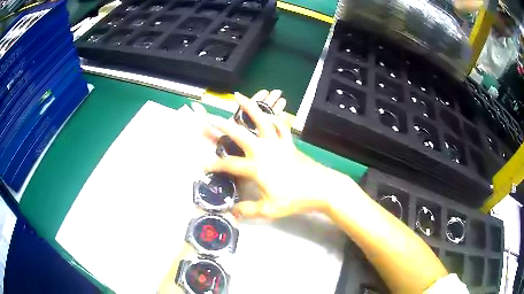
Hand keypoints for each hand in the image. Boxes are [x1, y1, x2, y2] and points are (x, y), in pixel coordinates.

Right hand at [198, 90, 331, 218]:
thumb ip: (248, 210)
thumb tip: (233, 212)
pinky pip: (281, 127)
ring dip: (249, 107)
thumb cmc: (294, 199)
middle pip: (239, 134)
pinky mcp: (289, 143)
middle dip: (223, 125)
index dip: (214, 165)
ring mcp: (277, 144)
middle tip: (211, 117)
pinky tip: (272, 115)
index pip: (229, 165)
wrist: (321, 188)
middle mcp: (264, 150)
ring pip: (261, 120)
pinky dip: (276, 119)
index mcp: (256, 167)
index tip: (203, 165)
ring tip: (239, 96)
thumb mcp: (269, 209)